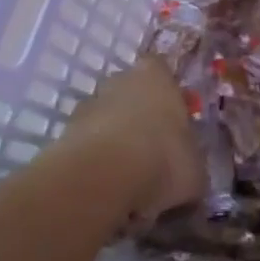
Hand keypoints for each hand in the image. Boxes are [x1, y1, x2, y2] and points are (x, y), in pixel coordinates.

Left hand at [59, 57, 203, 221]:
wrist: (102, 179)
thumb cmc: (163, 160)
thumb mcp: (196, 170)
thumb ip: (192, 162)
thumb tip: (189, 172)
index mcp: (157, 77)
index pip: (162, 71)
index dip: (169, 95)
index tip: (177, 120)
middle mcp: (119, 82)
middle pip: (131, 95)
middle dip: (141, 119)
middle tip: (155, 153)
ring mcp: (86, 107)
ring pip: (106, 121)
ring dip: (116, 143)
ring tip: (131, 180)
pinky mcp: (63, 136)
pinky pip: (87, 147)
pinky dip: (97, 164)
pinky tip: (110, 190)